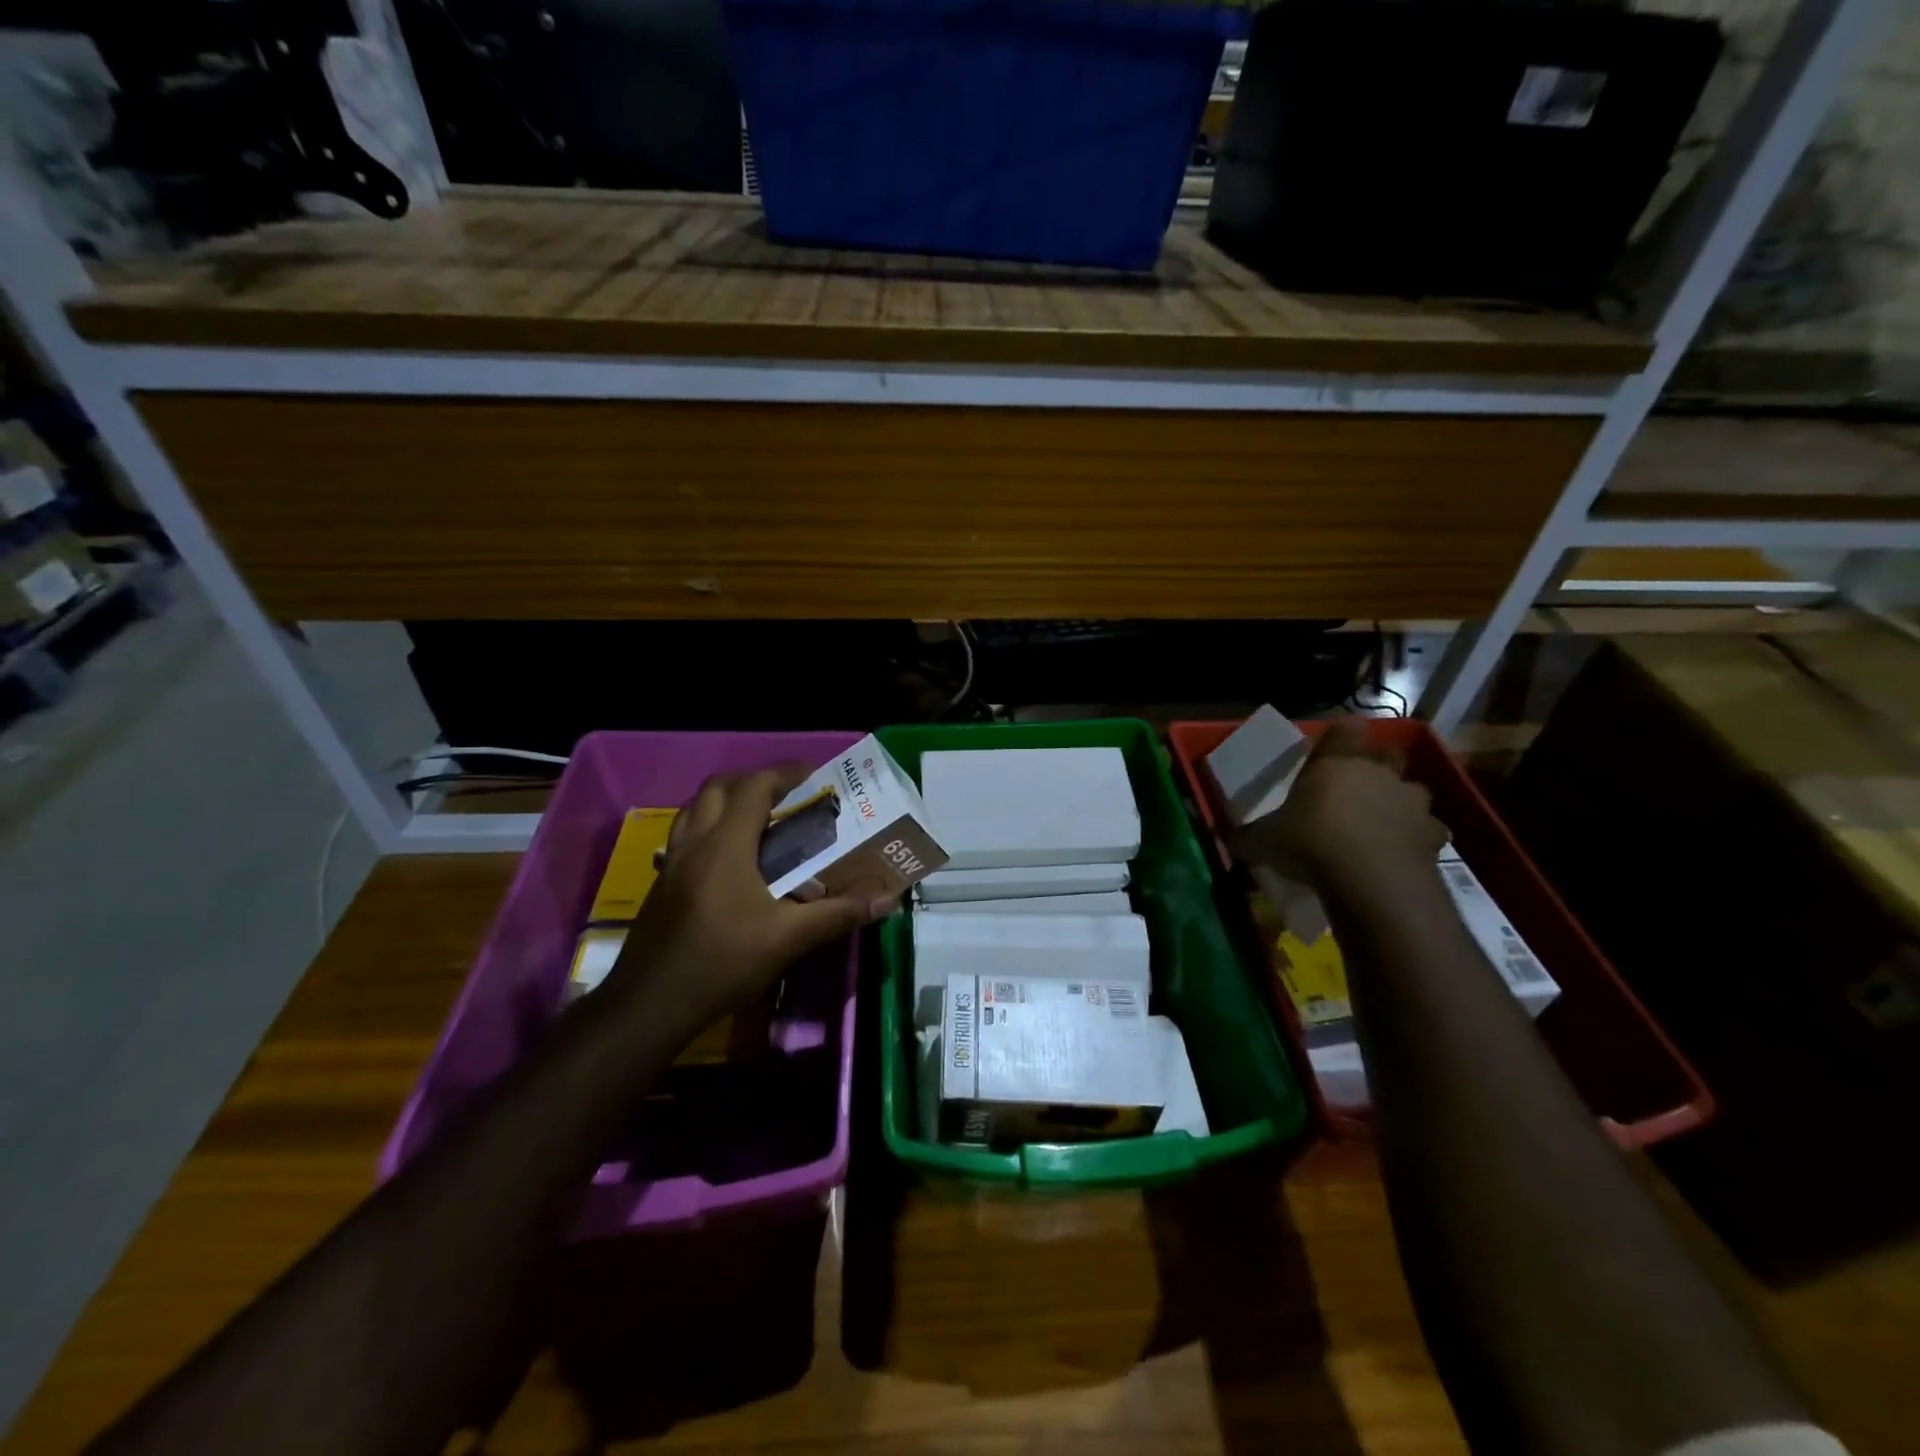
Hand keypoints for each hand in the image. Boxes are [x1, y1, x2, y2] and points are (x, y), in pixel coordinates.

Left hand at [608, 765, 895, 1027]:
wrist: (650, 1005)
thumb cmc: (722, 962)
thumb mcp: (788, 939)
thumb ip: (838, 914)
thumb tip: (886, 900)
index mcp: (725, 845)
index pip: (754, 787)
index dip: (784, 773)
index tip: (813, 775)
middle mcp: (694, 842)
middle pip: (717, 787)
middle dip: (752, 781)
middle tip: (785, 795)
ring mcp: (671, 863)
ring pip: (694, 809)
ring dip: (724, 801)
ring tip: (757, 819)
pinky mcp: (661, 886)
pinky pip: (684, 837)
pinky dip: (707, 829)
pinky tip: (728, 862)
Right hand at [1231, 722, 1447, 887]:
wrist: (1370, 878)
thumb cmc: (1310, 842)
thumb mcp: (1263, 840)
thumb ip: (1246, 835)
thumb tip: (1225, 837)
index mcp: (1337, 762)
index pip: (1345, 728)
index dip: (1338, 736)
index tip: (1326, 750)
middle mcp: (1379, 773)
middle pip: (1388, 752)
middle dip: (1376, 765)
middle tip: (1355, 787)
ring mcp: (1412, 802)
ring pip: (1413, 790)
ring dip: (1399, 802)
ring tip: (1379, 824)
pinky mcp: (1434, 835)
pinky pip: (1429, 831)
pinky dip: (1417, 839)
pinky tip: (1400, 854)